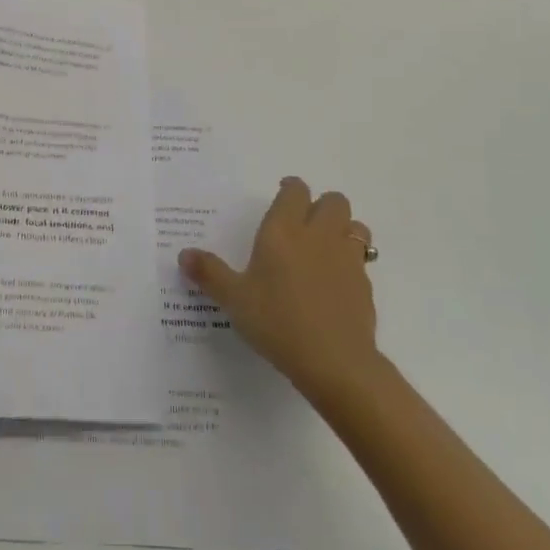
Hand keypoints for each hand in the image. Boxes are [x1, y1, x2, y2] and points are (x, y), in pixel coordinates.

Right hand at [178, 177, 380, 402]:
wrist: (334, 361)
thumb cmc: (276, 321)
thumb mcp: (234, 299)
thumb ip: (210, 273)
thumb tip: (184, 254)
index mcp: (283, 230)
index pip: (295, 190)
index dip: (290, 188)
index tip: (283, 195)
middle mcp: (318, 234)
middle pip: (333, 200)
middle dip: (321, 205)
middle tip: (304, 224)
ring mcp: (347, 257)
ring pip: (355, 225)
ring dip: (343, 228)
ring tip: (326, 247)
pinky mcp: (365, 284)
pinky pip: (362, 259)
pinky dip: (352, 262)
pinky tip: (336, 283)